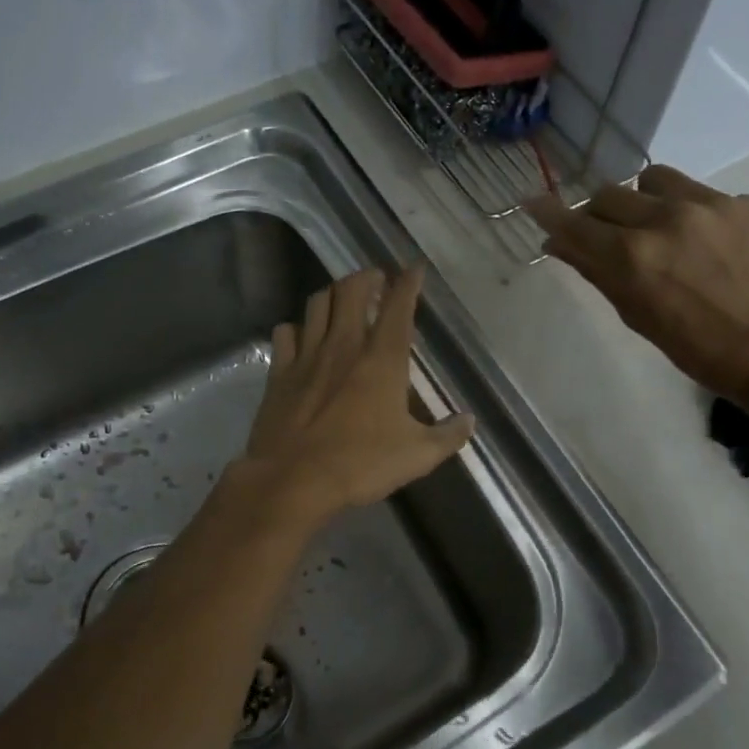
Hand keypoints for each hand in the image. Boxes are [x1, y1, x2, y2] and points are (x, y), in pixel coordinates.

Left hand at [239, 266, 474, 524]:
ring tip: (342, 300)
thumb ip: (448, 436)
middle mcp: (344, 345)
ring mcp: (307, 355)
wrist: (294, 480)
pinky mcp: (279, 373)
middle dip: (366, 277)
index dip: (409, 282)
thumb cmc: (361, 464)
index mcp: (382, 359)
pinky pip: (286, 333)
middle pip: (351, 289)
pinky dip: (297, 328)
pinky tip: (302, 336)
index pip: (399, 306)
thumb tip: (469, 421)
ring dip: (332, 294)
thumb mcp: (418, 456)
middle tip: (376, 280)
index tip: (415, 268)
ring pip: (317, 303)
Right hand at [526, 167, 748, 412]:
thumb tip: (559, 244)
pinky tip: (708, 245)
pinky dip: (689, 213)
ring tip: (658, 228)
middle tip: (604, 235)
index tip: (532, 202)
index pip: (575, 224)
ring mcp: (710, 205)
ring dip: (642, 201)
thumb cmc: (701, 352)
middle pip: (608, 194)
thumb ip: (598, 274)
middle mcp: (666, 219)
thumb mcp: (638, 318)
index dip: (548, 213)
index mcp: (634, 257)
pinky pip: (700, 193)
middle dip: (596, 214)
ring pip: (653, 181)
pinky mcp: (746, 202)